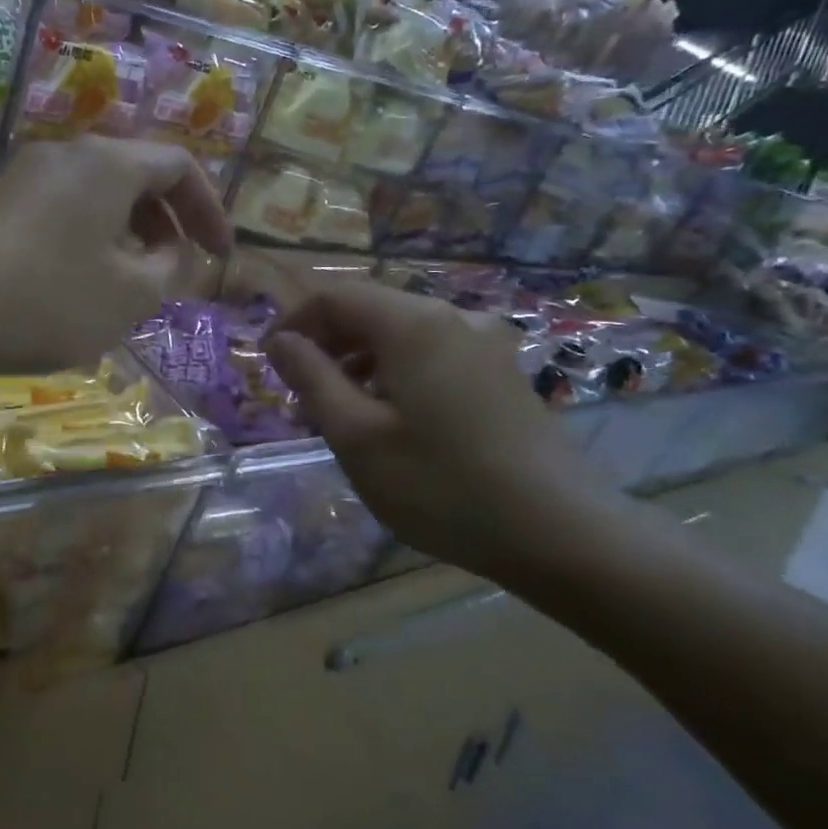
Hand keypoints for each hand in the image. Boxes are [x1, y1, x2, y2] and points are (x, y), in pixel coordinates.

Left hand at [0, 137, 231, 379]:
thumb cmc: (46, 299)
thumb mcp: (128, 296)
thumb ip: (169, 271)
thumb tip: (171, 254)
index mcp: (108, 164)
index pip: (178, 168)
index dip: (209, 210)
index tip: (220, 256)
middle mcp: (66, 156)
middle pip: (135, 178)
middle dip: (166, 227)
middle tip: (176, 274)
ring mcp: (24, 179)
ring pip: (97, 200)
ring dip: (127, 240)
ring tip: (131, 289)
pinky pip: (62, 216)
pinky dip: (89, 245)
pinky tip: (80, 290)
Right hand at [265, 278, 600, 579]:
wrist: (558, 532)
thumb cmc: (440, 485)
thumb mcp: (356, 436)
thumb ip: (311, 379)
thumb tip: (280, 340)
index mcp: (413, 325)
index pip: (335, 296)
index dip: (293, 322)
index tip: (268, 363)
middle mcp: (452, 318)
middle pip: (370, 310)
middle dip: (325, 345)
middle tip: (299, 397)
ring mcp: (484, 345)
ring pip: (400, 335)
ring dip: (358, 362)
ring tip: (338, 414)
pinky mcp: (501, 373)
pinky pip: (431, 356)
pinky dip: (394, 374)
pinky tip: (390, 420)